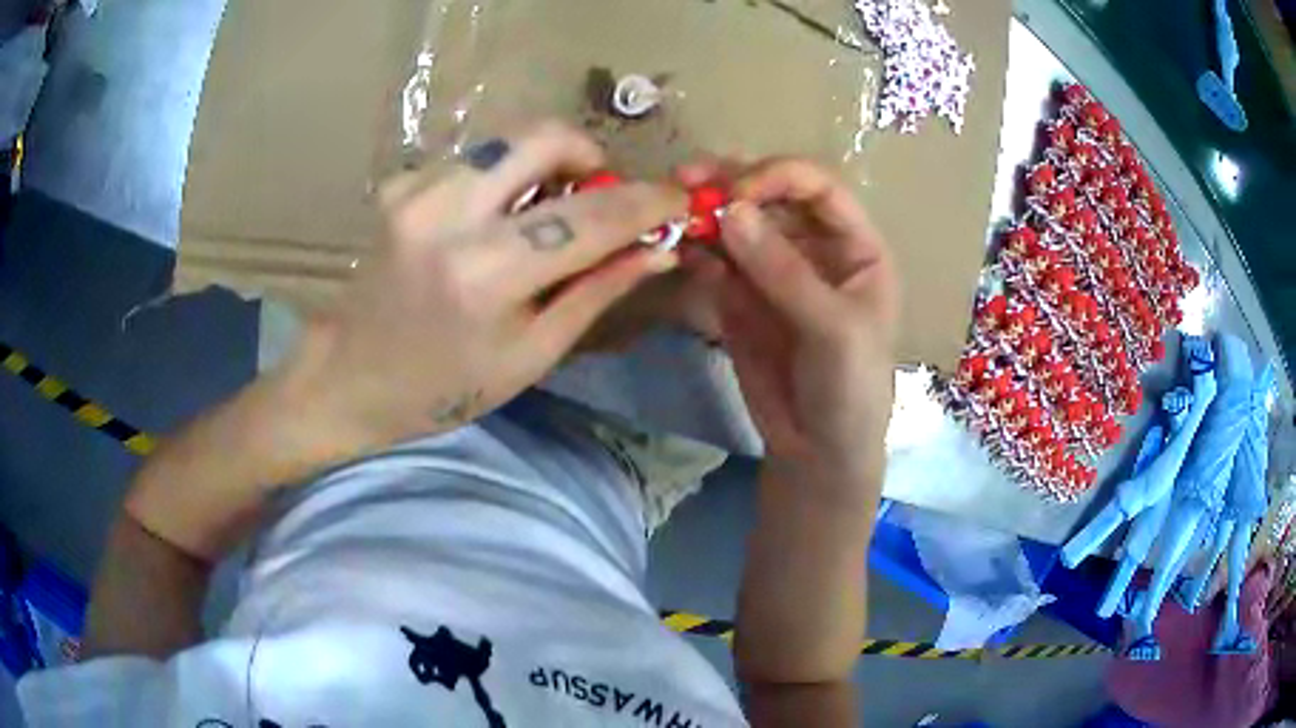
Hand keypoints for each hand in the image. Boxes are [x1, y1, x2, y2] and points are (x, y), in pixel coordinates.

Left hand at [287, 122, 685, 450]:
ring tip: (545, 211)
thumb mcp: (530, 355)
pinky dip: (503, 176)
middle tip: (597, 197)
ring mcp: (417, 189)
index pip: (591, 216)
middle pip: (546, 136)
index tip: (678, 198)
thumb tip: (658, 249)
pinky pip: (475, 156)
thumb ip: (596, 291)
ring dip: (546, 164)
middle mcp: (449, 214)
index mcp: (486, 275)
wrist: (349, 375)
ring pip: (511, 137)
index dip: (647, 202)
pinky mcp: (400, 182)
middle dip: (590, 157)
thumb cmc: (444, 387)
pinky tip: (493, 218)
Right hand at [682, 158, 899, 496]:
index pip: (817, 188)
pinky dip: (696, 250)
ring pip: (737, 223)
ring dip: (705, 211)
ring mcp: (773, 270)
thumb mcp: (834, 331)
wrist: (817, 453)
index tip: (735, 192)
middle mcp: (814, 247)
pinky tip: (678, 248)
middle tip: (685, 181)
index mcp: (855, 246)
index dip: (778, 176)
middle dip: (731, 182)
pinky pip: (715, 261)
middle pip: (771, 195)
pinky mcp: (739, 295)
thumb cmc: (850, 390)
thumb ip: (785, 273)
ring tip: (671, 209)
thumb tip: (729, 211)